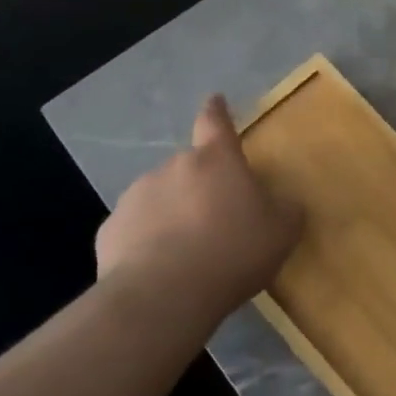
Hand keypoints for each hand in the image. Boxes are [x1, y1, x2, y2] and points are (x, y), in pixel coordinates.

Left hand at [95, 95, 301, 327]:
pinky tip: (160, 269)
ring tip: (187, 252)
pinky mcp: (110, 230)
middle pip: (190, 168)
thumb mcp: (282, 232)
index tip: (214, 100)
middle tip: (216, 219)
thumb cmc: (232, 251)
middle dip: (200, 186)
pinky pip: (136, 229)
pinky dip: (147, 241)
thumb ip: (286, 209)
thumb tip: (283, 203)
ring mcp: (136, 196)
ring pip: (161, 197)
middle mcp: (173, 167)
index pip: (216, 123)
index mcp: (216, 160)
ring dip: (173, 213)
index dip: (217, 111)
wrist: (164, 295)